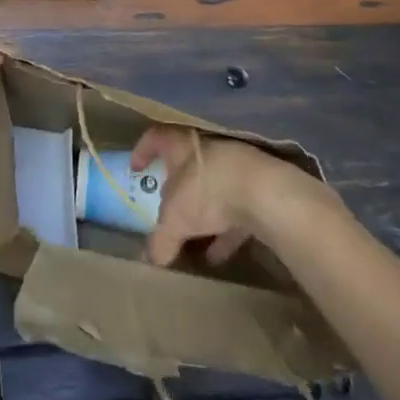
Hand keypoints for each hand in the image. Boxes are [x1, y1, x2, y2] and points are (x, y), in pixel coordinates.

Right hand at [132, 127, 325, 268]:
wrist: (265, 192)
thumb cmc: (207, 191)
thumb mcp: (174, 220)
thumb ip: (160, 239)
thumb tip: (150, 260)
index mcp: (180, 143)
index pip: (155, 138)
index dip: (143, 151)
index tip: (135, 168)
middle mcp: (205, 148)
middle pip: (185, 164)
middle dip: (176, 187)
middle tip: (166, 208)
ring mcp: (234, 165)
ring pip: (212, 187)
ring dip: (203, 214)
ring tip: (194, 243)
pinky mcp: (257, 186)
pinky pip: (235, 206)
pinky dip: (225, 229)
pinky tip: (220, 253)